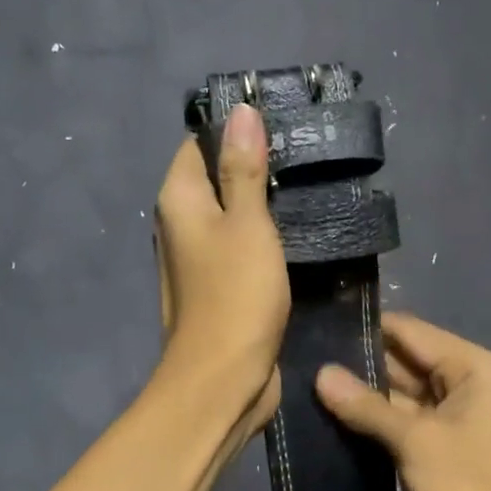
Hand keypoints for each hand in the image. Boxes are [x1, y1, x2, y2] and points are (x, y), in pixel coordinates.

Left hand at [154, 106, 288, 446]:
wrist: (224, 379)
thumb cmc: (235, 296)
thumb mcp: (247, 224)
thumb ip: (244, 169)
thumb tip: (240, 111)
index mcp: (179, 200)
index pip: (199, 143)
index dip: (235, 130)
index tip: (282, 122)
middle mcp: (181, 225)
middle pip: (217, 178)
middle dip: (255, 166)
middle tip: (306, 154)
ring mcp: (199, 260)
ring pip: (233, 216)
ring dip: (264, 205)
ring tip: (310, 185)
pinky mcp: (221, 288)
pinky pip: (242, 249)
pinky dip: (265, 239)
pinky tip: (298, 231)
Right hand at [315, 313, 490, 490]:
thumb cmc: (464, 490)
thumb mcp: (414, 441)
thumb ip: (366, 405)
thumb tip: (320, 374)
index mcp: (475, 369)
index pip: (413, 333)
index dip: (369, 329)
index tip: (321, 326)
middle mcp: (466, 384)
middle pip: (405, 361)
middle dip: (360, 363)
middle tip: (306, 356)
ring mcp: (451, 417)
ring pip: (399, 392)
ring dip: (361, 393)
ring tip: (309, 381)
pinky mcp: (435, 445)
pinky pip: (399, 420)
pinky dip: (371, 419)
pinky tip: (330, 412)